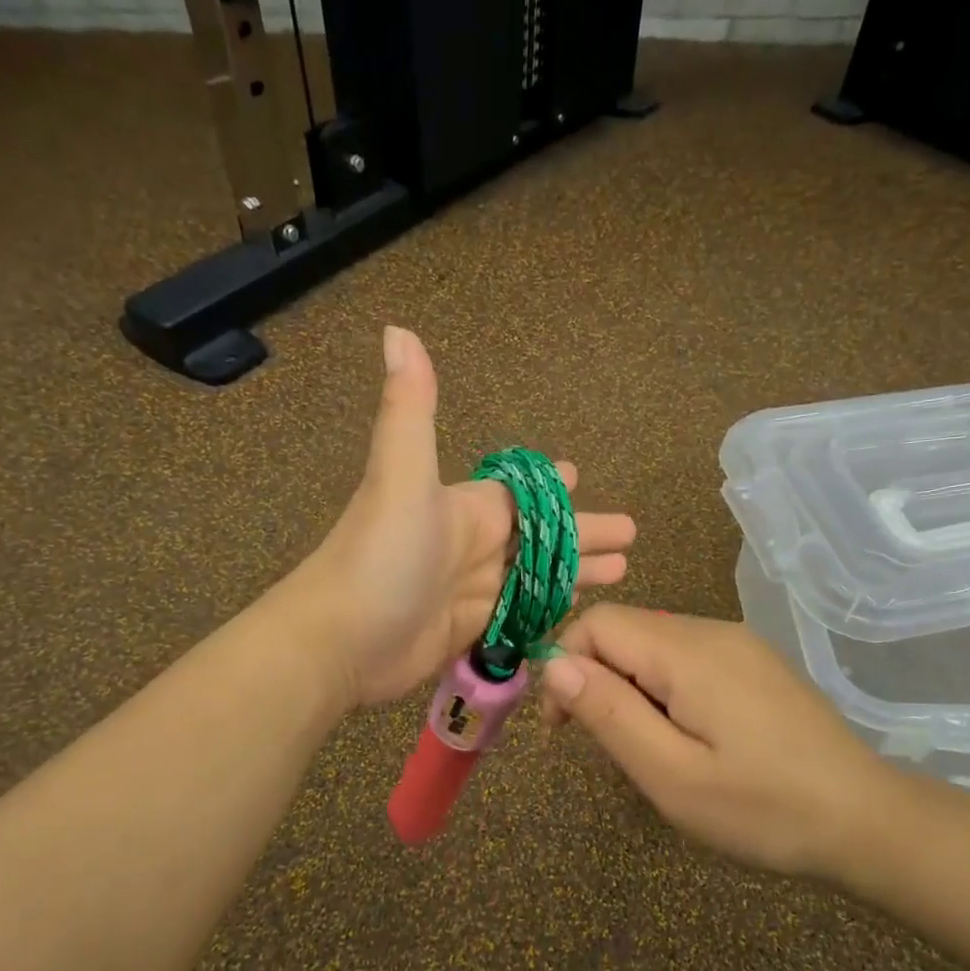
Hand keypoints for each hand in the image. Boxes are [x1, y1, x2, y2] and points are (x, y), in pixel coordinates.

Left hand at [295, 327, 636, 707]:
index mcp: (466, 509)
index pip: (520, 494)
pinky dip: (548, 611)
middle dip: (582, 534)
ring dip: (576, 573)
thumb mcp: (400, 476)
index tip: (580, 475)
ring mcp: (471, 592)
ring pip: (536, 578)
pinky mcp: (469, 632)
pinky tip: (578, 613)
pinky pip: (520, 615)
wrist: (339, 640)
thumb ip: (411, 409)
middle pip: (539, 538)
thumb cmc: (380, 555)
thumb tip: (398, 329)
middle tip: (630, 538)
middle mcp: (471, 547)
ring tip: (623, 572)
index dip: (550, 487)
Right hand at [540, 605, 906, 875]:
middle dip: (597, 681)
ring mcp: (738, 644)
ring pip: (652, 646)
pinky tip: (687, 738)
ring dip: (629, 689)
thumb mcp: (671, 774)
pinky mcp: (754, 663)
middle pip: (624, 631)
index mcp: (687, 650)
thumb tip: (554, 663)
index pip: (597, 623)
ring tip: (650, 751)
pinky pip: (685, 659)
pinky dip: (662, 690)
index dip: (565, 665)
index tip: (564, 727)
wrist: (868, 821)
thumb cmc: (763, 808)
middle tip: (609, 748)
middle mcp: (711, 631)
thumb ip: (608, 712)